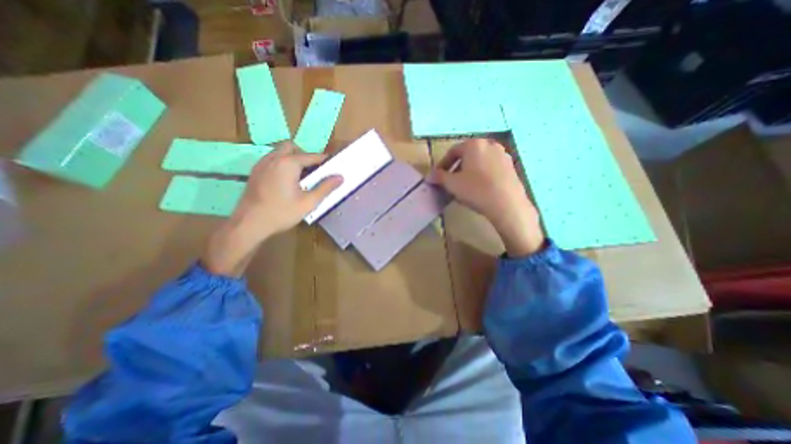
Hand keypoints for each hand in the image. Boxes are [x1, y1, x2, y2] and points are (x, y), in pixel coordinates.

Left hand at [201, 144, 341, 275]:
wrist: (249, 224)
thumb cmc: (282, 213)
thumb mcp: (309, 202)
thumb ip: (325, 187)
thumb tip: (340, 177)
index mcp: (288, 163)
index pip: (311, 156)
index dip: (324, 161)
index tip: (333, 167)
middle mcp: (273, 158)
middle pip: (292, 147)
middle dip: (305, 156)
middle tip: (313, 172)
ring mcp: (261, 164)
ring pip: (280, 153)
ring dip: (293, 159)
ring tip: (301, 178)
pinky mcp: (255, 173)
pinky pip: (271, 160)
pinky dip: (282, 165)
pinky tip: (286, 182)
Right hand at [427, 138, 544, 256]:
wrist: (507, 204)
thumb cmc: (476, 190)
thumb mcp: (452, 184)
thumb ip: (439, 177)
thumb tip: (429, 176)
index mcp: (473, 145)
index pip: (453, 152)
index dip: (442, 164)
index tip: (438, 176)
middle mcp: (489, 144)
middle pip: (467, 154)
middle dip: (456, 167)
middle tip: (451, 180)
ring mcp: (502, 154)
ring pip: (480, 160)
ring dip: (469, 170)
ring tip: (465, 185)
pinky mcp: (511, 166)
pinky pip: (491, 167)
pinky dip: (482, 173)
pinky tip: (480, 187)